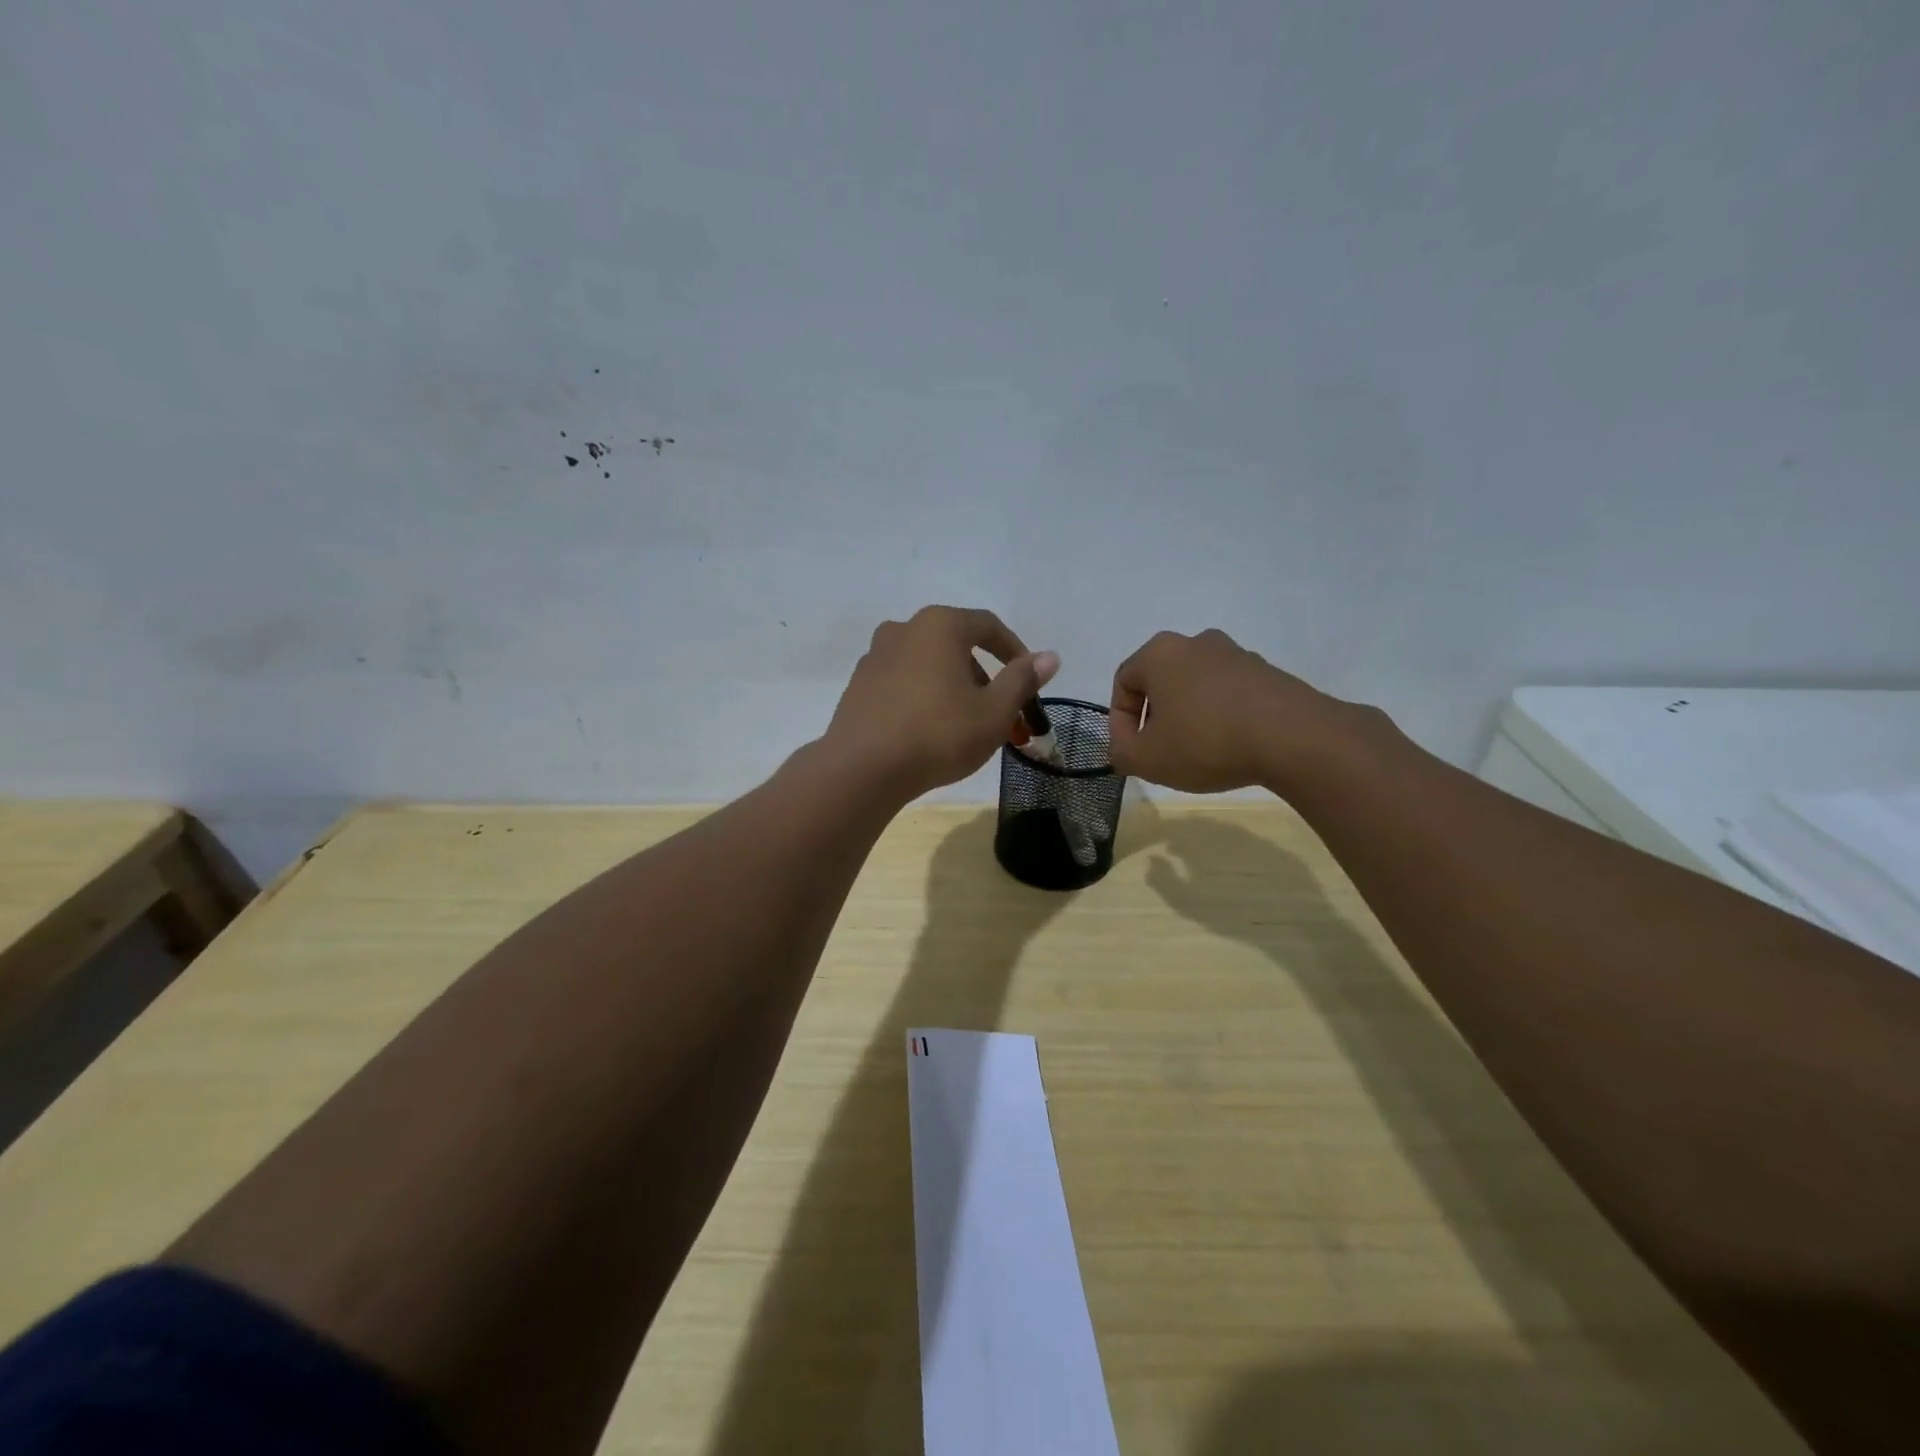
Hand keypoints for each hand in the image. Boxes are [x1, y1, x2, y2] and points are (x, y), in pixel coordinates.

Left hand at [826, 607, 1059, 800]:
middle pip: (955, 644)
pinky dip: (922, 695)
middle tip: (998, 711)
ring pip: (927, 663)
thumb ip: (1022, 680)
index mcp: (939, 626)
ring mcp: (875, 656)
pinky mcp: (858, 685)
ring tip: (964, 724)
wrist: (862, 769)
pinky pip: (902, 681)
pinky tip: (928, 729)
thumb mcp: (993, 712)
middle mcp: (903, 630)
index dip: (1014, 651)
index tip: (1029, 679)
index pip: (988, 626)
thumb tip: (1050, 656)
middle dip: (982, 675)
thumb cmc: (938, 734)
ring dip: (952, 685)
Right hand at [1107, 628, 1354, 793]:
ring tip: (1197, 754)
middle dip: (1155, 718)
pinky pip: (1229, 695)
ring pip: (1196, 688)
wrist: (1294, 738)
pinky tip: (1230, 747)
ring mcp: (1236, 654)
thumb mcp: (1147, 759)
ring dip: (1189, 717)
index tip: (1130, 752)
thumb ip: (1121, 752)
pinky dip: (1221, 718)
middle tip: (1160, 753)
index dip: (1120, 722)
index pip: (1124, 683)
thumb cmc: (1206, 741)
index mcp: (1160, 653)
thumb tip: (1122, 747)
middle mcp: (1196, 642)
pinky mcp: (1267, 673)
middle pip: (1161, 682)